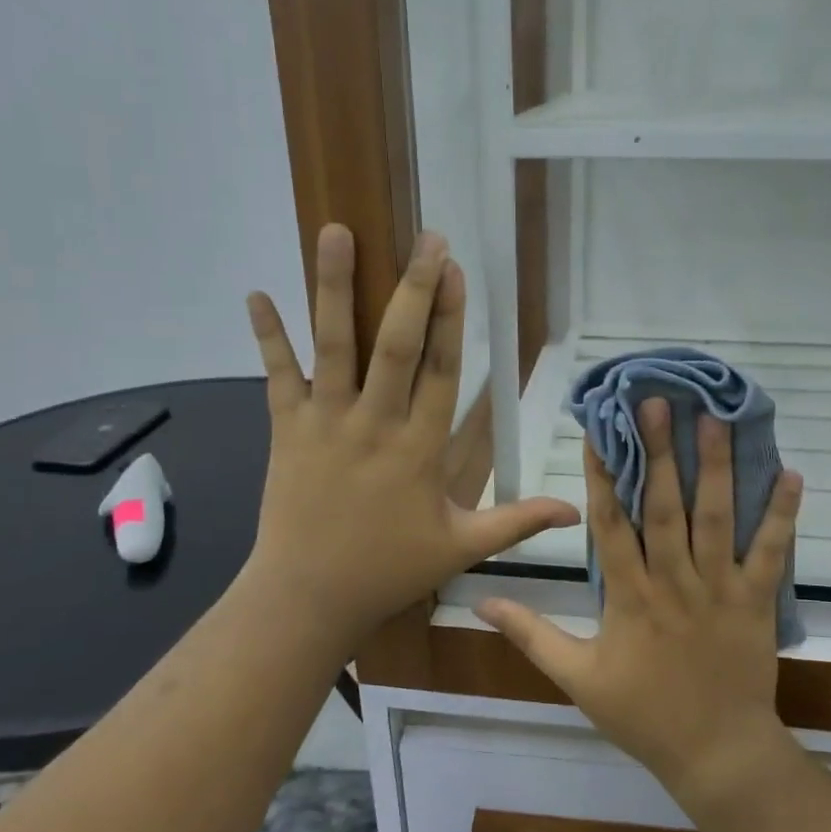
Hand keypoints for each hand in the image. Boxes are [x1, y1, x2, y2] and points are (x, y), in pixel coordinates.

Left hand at [240, 224, 578, 654]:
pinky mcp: (285, 430)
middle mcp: (373, 425)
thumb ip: (517, 522)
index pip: (440, 371)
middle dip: (412, 289)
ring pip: (332, 347)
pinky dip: (267, 336)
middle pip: (394, 346)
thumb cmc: (387, 569)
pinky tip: (256, 293)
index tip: (456, 270)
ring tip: (336, 233)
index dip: (450, 319)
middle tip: (425, 238)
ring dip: (333, 288)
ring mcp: (325, 423)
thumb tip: (575, 510)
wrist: (306, 598)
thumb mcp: (460, 547)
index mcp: (418, 449)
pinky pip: (276, 376)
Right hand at [477, 398, 802, 801]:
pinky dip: (782, 514)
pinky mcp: (756, 601)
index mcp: (629, 597)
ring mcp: (719, 589)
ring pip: (716, 519)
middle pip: (663, 508)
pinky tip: (792, 474)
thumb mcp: (576, 679)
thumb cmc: (642, 714)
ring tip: (714, 419)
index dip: (602, 477)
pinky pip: (771, 553)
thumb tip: (481, 603)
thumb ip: (530, 636)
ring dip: (714, 468)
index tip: (599, 432)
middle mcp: (673, 583)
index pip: (610, 526)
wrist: (715, 754)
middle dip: (658, 453)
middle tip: (657, 403)